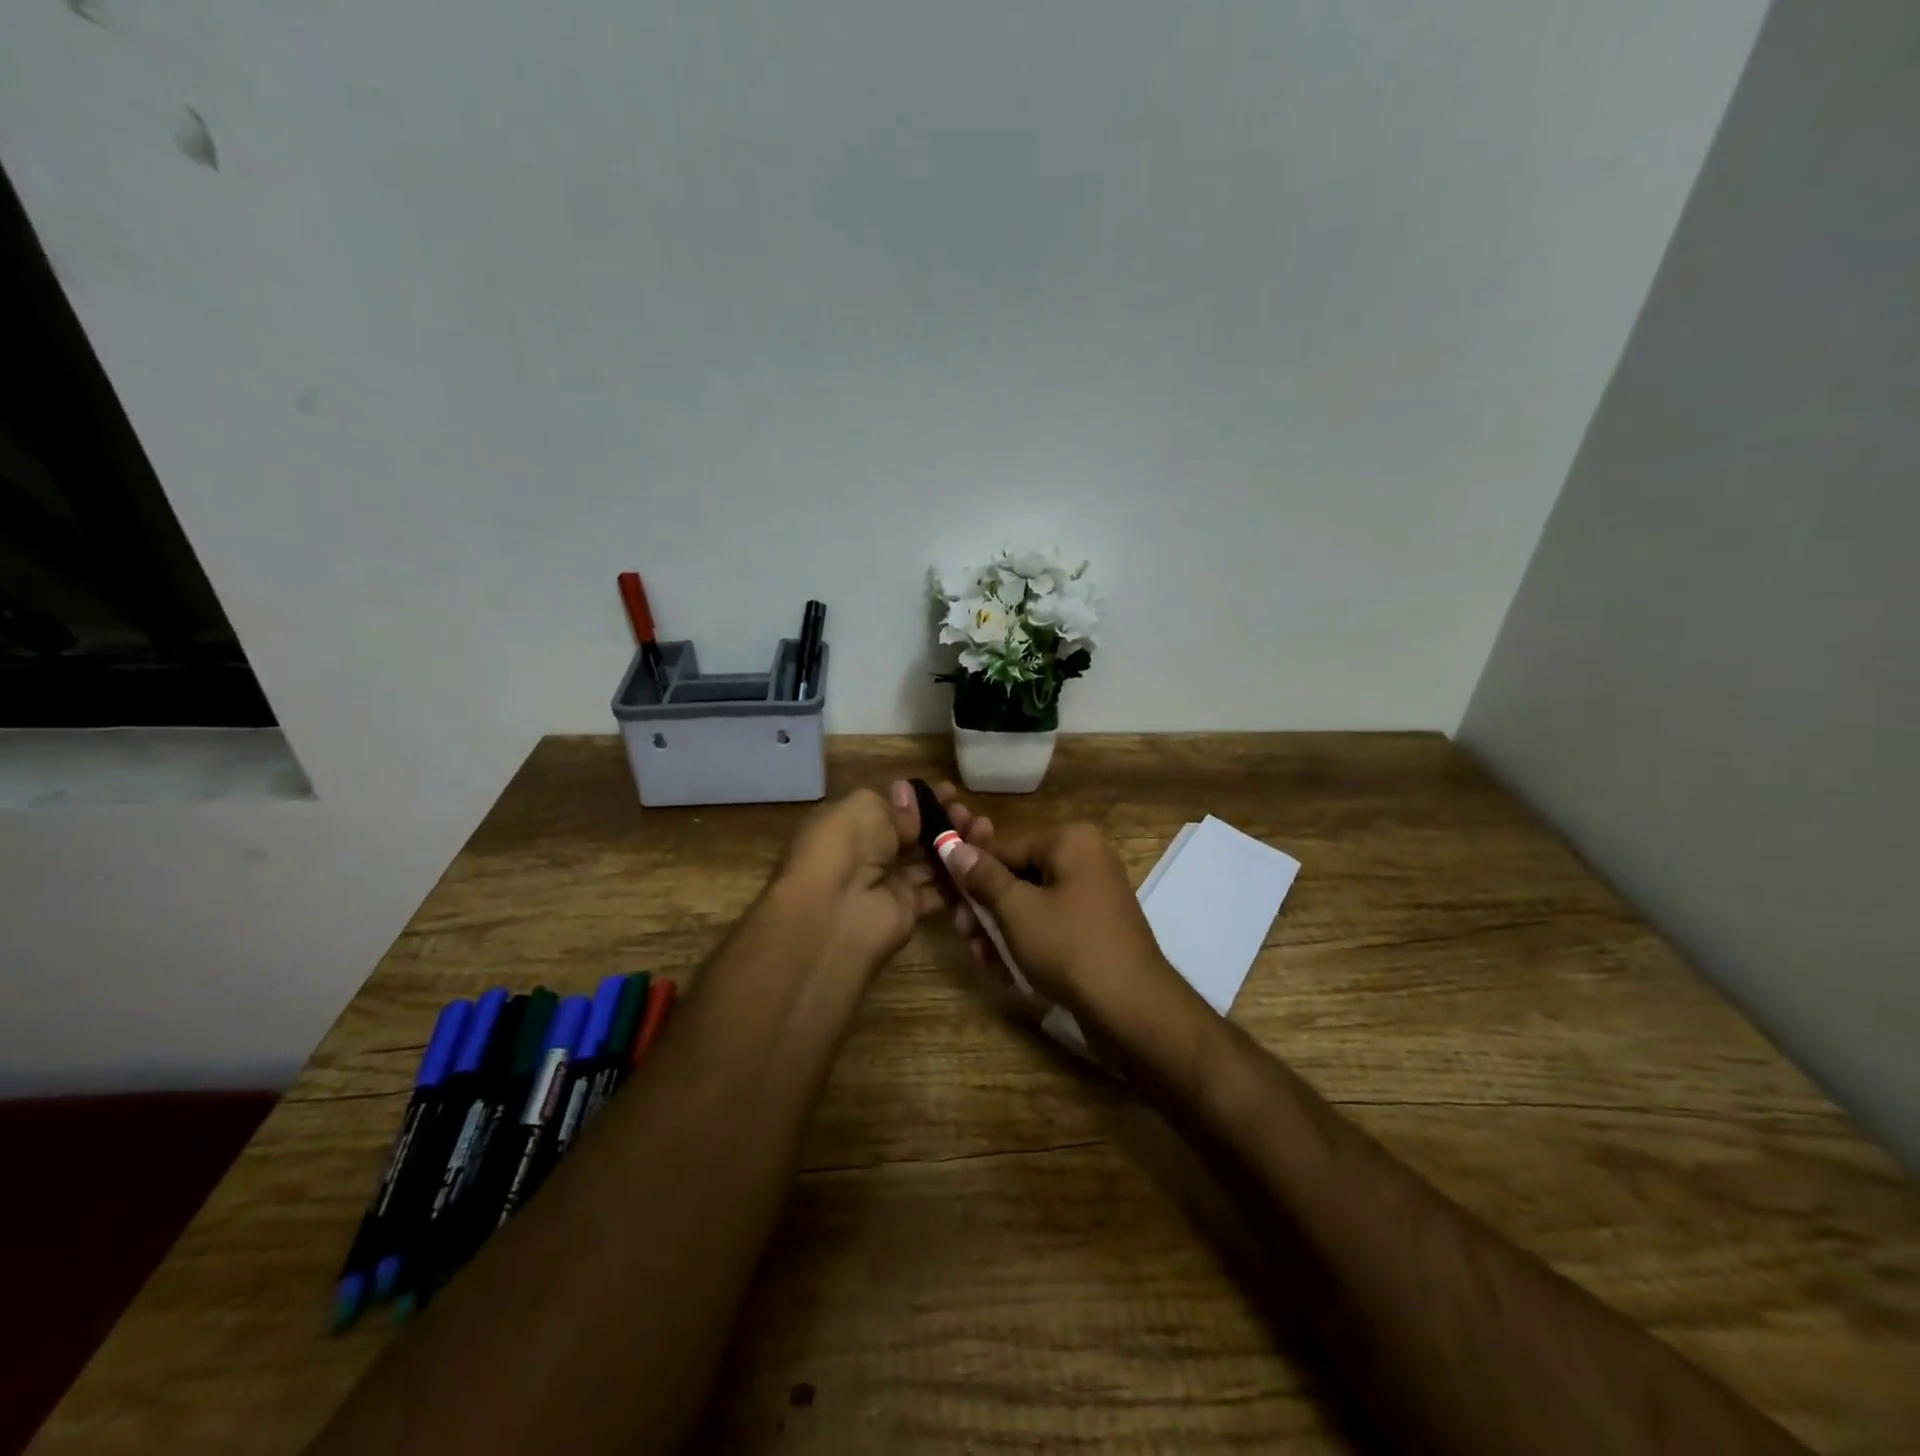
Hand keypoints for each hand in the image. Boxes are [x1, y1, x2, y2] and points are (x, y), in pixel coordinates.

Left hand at [772, 780, 994, 977]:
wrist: (835, 913)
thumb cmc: (844, 847)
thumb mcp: (866, 809)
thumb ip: (896, 808)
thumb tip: (911, 799)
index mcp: (850, 824)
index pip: (891, 808)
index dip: (921, 800)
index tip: (951, 792)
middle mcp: (867, 853)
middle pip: (913, 834)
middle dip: (943, 821)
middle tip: (968, 813)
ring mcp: (888, 883)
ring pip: (930, 861)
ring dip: (956, 846)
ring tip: (984, 830)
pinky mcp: (908, 910)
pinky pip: (939, 891)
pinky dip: (960, 878)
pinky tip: (983, 861)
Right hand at [941, 819, 1203, 1052]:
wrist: (1131, 1008)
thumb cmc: (1069, 946)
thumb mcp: (1017, 909)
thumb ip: (983, 877)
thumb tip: (953, 847)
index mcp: (1072, 842)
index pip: (1007, 849)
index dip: (973, 876)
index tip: (949, 902)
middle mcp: (1087, 861)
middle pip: (1020, 878)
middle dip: (988, 909)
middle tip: (964, 934)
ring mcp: (1094, 897)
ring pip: (1033, 906)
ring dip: (1002, 931)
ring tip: (982, 958)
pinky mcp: (1095, 931)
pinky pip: (1052, 927)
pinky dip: (1028, 944)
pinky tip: (1005, 970)